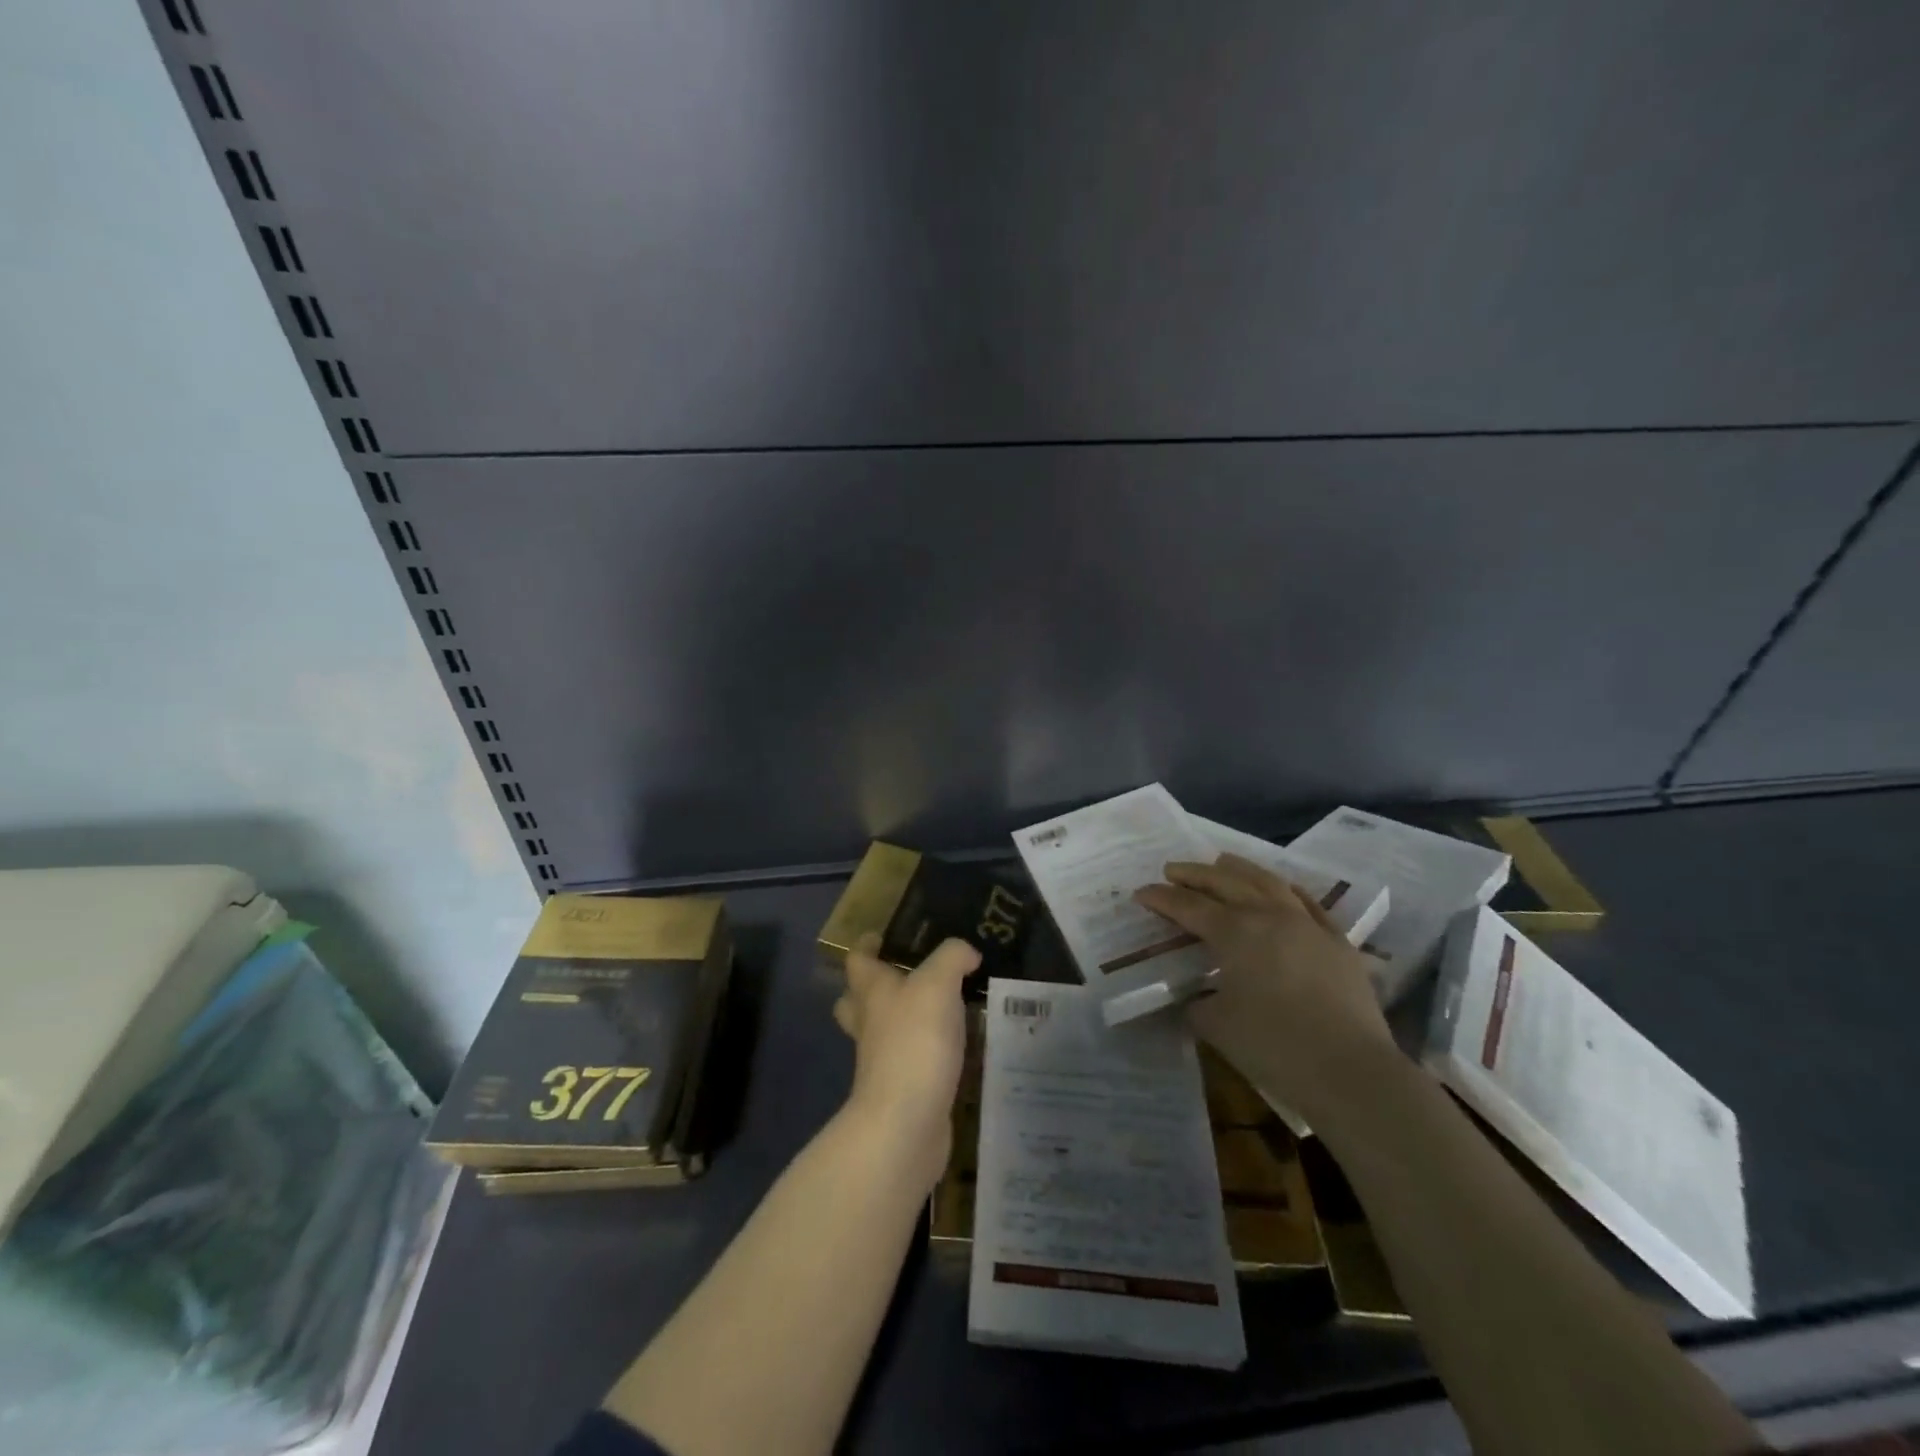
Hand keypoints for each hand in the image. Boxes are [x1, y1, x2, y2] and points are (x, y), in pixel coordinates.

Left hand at [833, 934, 978, 1188]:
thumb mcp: (938, 984)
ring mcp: (882, 1060)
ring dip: (906, 1021)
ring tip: (945, 1009)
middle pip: (859, 1000)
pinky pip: (911, 1061)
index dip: (867, 945)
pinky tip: (957, 1046)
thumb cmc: (915, 1042)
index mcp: (871, 992)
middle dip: (877, 987)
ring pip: (885, 1032)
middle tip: (911, 975)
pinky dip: (927, 1052)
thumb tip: (967, 953)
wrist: (906, 1123)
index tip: (884, 937)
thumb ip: (953, 958)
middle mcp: (870, 1023)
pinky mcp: (902, 1089)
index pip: (857, 960)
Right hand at [1135, 854, 1395, 1120]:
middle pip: (1225, 883)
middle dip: (1194, 874)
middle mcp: (1268, 916)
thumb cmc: (1274, 1046)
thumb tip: (1198, 996)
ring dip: (1239, 869)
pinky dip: (1285, 889)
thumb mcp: (1216, 1026)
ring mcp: (1307, 924)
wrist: (1351, 1071)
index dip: (1161, 898)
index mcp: (1234, 932)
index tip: (1141, 893)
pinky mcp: (1336, 941)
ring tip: (1221, 862)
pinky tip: (1279, 887)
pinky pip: (1306, 902)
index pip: (1188, 906)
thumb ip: (1198, 1003)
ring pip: (1267, 882)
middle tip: (1171, 870)